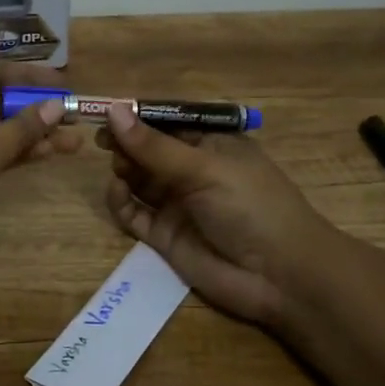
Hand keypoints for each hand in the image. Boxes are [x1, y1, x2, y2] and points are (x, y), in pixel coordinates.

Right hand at [99, 104, 333, 328]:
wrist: (279, 276)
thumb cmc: (251, 206)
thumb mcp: (204, 168)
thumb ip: (154, 145)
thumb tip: (113, 109)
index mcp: (210, 144)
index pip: (166, 122)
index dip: (137, 116)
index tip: (107, 112)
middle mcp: (191, 170)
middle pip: (147, 150)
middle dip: (126, 143)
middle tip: (105, 142)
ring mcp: (176, 203)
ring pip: (136, 179)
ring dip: (123, 169)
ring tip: (120, 169)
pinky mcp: (163, 235)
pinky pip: (132, 212)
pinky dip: (120, 202)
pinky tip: (118, 193)